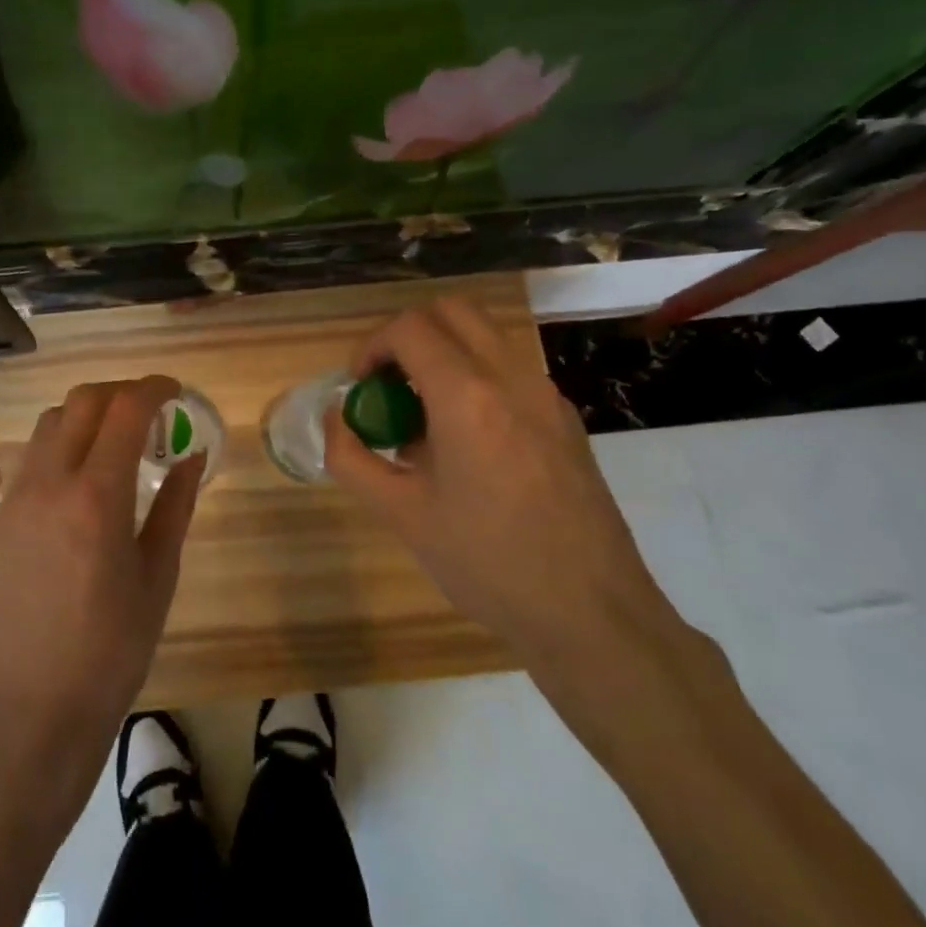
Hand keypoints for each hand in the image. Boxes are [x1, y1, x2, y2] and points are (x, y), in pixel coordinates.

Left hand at [0, 376, 204, 772]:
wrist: (37, 704)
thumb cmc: (114, 646)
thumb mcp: (159, 573)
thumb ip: (176, 504)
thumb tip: (192, 455)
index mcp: (97, 497)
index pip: (125, 410)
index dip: (154, 389)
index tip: (174, 391)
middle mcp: (49, 483)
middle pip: (81, 401)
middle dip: (119, 392)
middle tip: (148, 411)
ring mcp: (15, 499)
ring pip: (48, 423)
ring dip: (85, 415)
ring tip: (114, 442)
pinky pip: (30, 460)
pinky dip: (61, 448)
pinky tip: (80, 483)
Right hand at [323, 297, 671, 668]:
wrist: (592, 615)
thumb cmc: (487, 563)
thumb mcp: (401, 514)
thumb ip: (351, 458)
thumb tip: (334, 418)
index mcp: (467, 397)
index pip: (409, 328)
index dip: (372, 346)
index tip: (358, 385)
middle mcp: (511, 378)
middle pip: (452, 311)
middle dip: (408, 335)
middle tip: (388, 384)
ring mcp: (546, 395)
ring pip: (484, 336)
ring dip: (443, 354)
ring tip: (421, 417)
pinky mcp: (565, 419)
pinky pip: (509, 370)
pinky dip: (473, 378)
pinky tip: (463, 443)